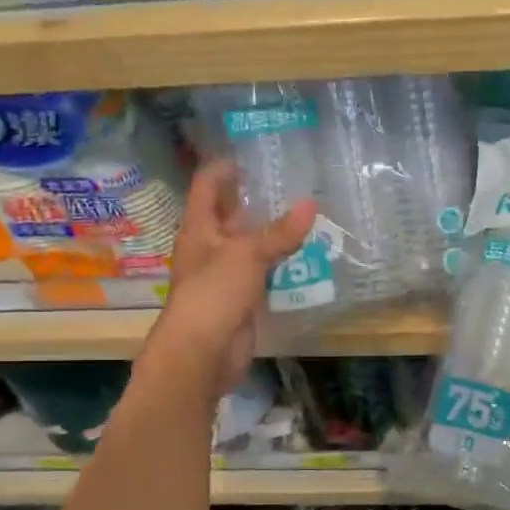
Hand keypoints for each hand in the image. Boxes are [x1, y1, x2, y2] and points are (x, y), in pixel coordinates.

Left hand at [147, 161, 316, 399]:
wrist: (202, 354)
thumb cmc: (213, 294)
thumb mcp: (246, 255)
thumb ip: (279, 232)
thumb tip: (311, 204)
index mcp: (199, 228)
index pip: (207, 186)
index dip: (225, 168)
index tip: (252, 155)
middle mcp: (209, 247)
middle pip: (231, 215)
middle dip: (257, 200)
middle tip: (292, 183)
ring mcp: (225, 275)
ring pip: (251, 246)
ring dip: (274, 234)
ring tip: (308, 214)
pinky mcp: (242, 300)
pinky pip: (263, 274)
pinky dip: (281, 264)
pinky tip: (307, 255)